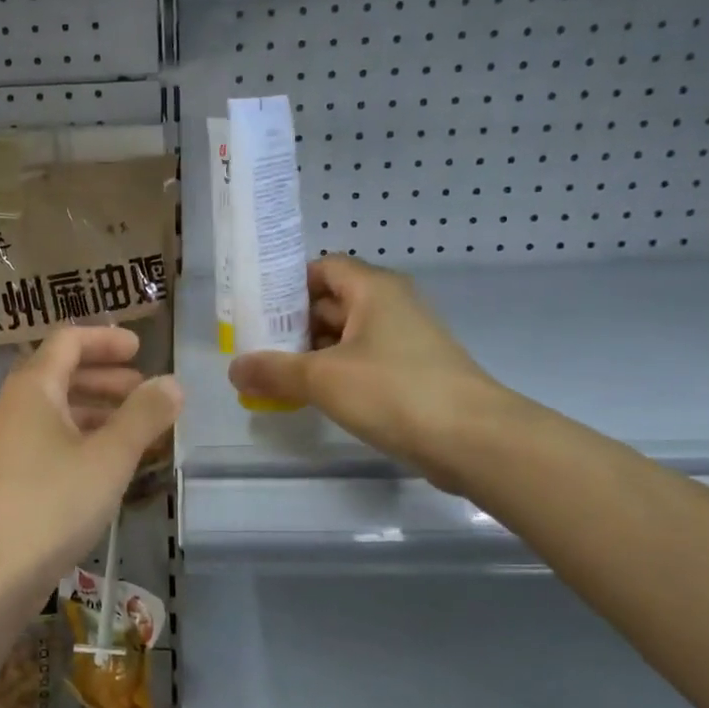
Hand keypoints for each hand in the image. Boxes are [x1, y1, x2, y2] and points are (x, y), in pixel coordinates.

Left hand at [0, 326, 180, 604]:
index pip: (67, 341)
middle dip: (106, 377)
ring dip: (97, 412)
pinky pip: (50, 443)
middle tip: (144, 390)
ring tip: (137, 430)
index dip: (105, 339)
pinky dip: (82, 441)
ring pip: (57, 413)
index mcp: (33, 388)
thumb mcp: (109, 457)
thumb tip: (172, 382)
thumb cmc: (52, 503)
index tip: (140, 348)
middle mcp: (14, 409)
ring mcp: (8, 446)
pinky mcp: (8, 480)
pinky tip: (108, 467)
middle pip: (61, 375)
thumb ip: (144, 416)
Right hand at [228, 255, 509, 490]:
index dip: (287, 283)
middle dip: (292, 323)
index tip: (255, 308)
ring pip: (347, 336)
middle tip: (255, 346)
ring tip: (273, 375)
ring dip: (311, 353)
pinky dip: (335, 373)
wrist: (474, 440)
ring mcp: (405, 341)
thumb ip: (274, 371)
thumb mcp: (322, 379)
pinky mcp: (413, 374)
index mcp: (373, 290)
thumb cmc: (394, 391)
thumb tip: (234, 370)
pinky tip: (311, 397)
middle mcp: (391, 306)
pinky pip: (363, 362)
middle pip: (332, 302)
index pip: (323, 267)